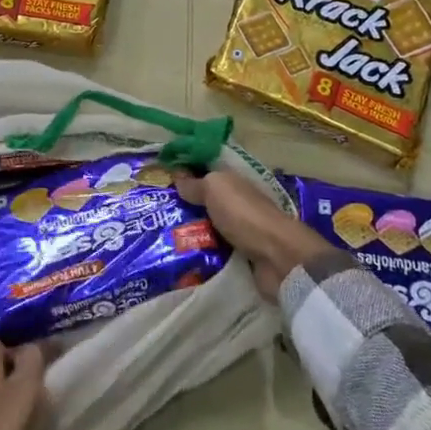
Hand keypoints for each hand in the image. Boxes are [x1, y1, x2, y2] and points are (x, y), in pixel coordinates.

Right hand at [173, 170, 331, 302]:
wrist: (276, 257)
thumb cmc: (243, 214)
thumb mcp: (215, 189)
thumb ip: (196, 183)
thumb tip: (178, 176)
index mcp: (233, 181)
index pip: (207, 172)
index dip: (186, 173)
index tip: (160, 179)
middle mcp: (237, 203)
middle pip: (206, 201)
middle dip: (183, 206)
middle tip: (153, 212)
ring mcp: (240, 230)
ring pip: (208, 227)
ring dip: (190, 232)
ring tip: (161, 236)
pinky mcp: (241, 257)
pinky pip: (215, 251)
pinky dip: (201, 253)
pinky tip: (179, 256)